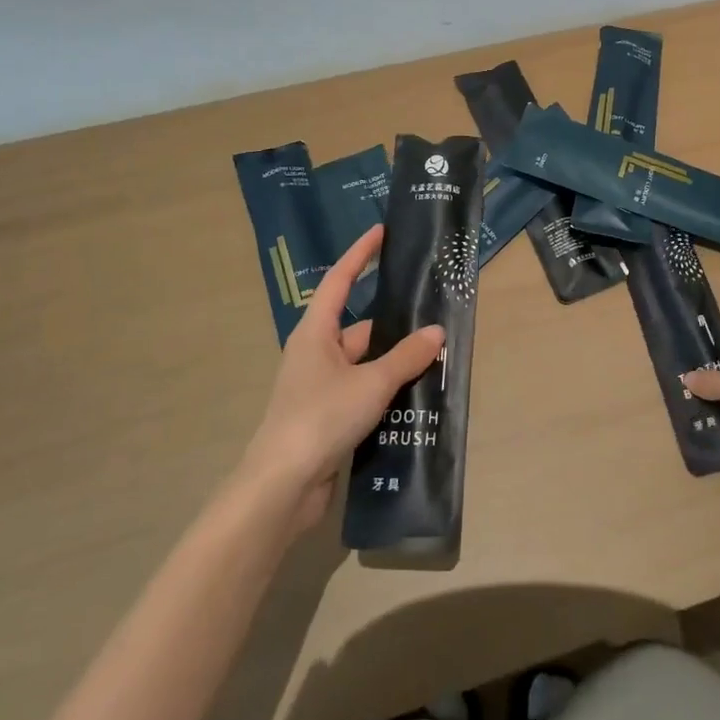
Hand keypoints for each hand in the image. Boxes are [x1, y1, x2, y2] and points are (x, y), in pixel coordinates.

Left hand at [239, 225, 444, 535]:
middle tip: (435, 314)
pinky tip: (417, 396)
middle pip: (361, 327)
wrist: (282, 487)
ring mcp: (321, 387)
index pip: (340, 280)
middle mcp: (316, 353)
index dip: (360, 254)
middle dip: (395, 324)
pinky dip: (387, 390)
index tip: (381, 232)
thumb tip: (436, 332)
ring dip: (395, 362)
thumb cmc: (321, 418)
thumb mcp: (371, 383)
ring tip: (437, 356)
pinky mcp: (328, 416)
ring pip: (366, 363)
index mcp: (316, 333)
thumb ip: (406, 357)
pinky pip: (364, 391)